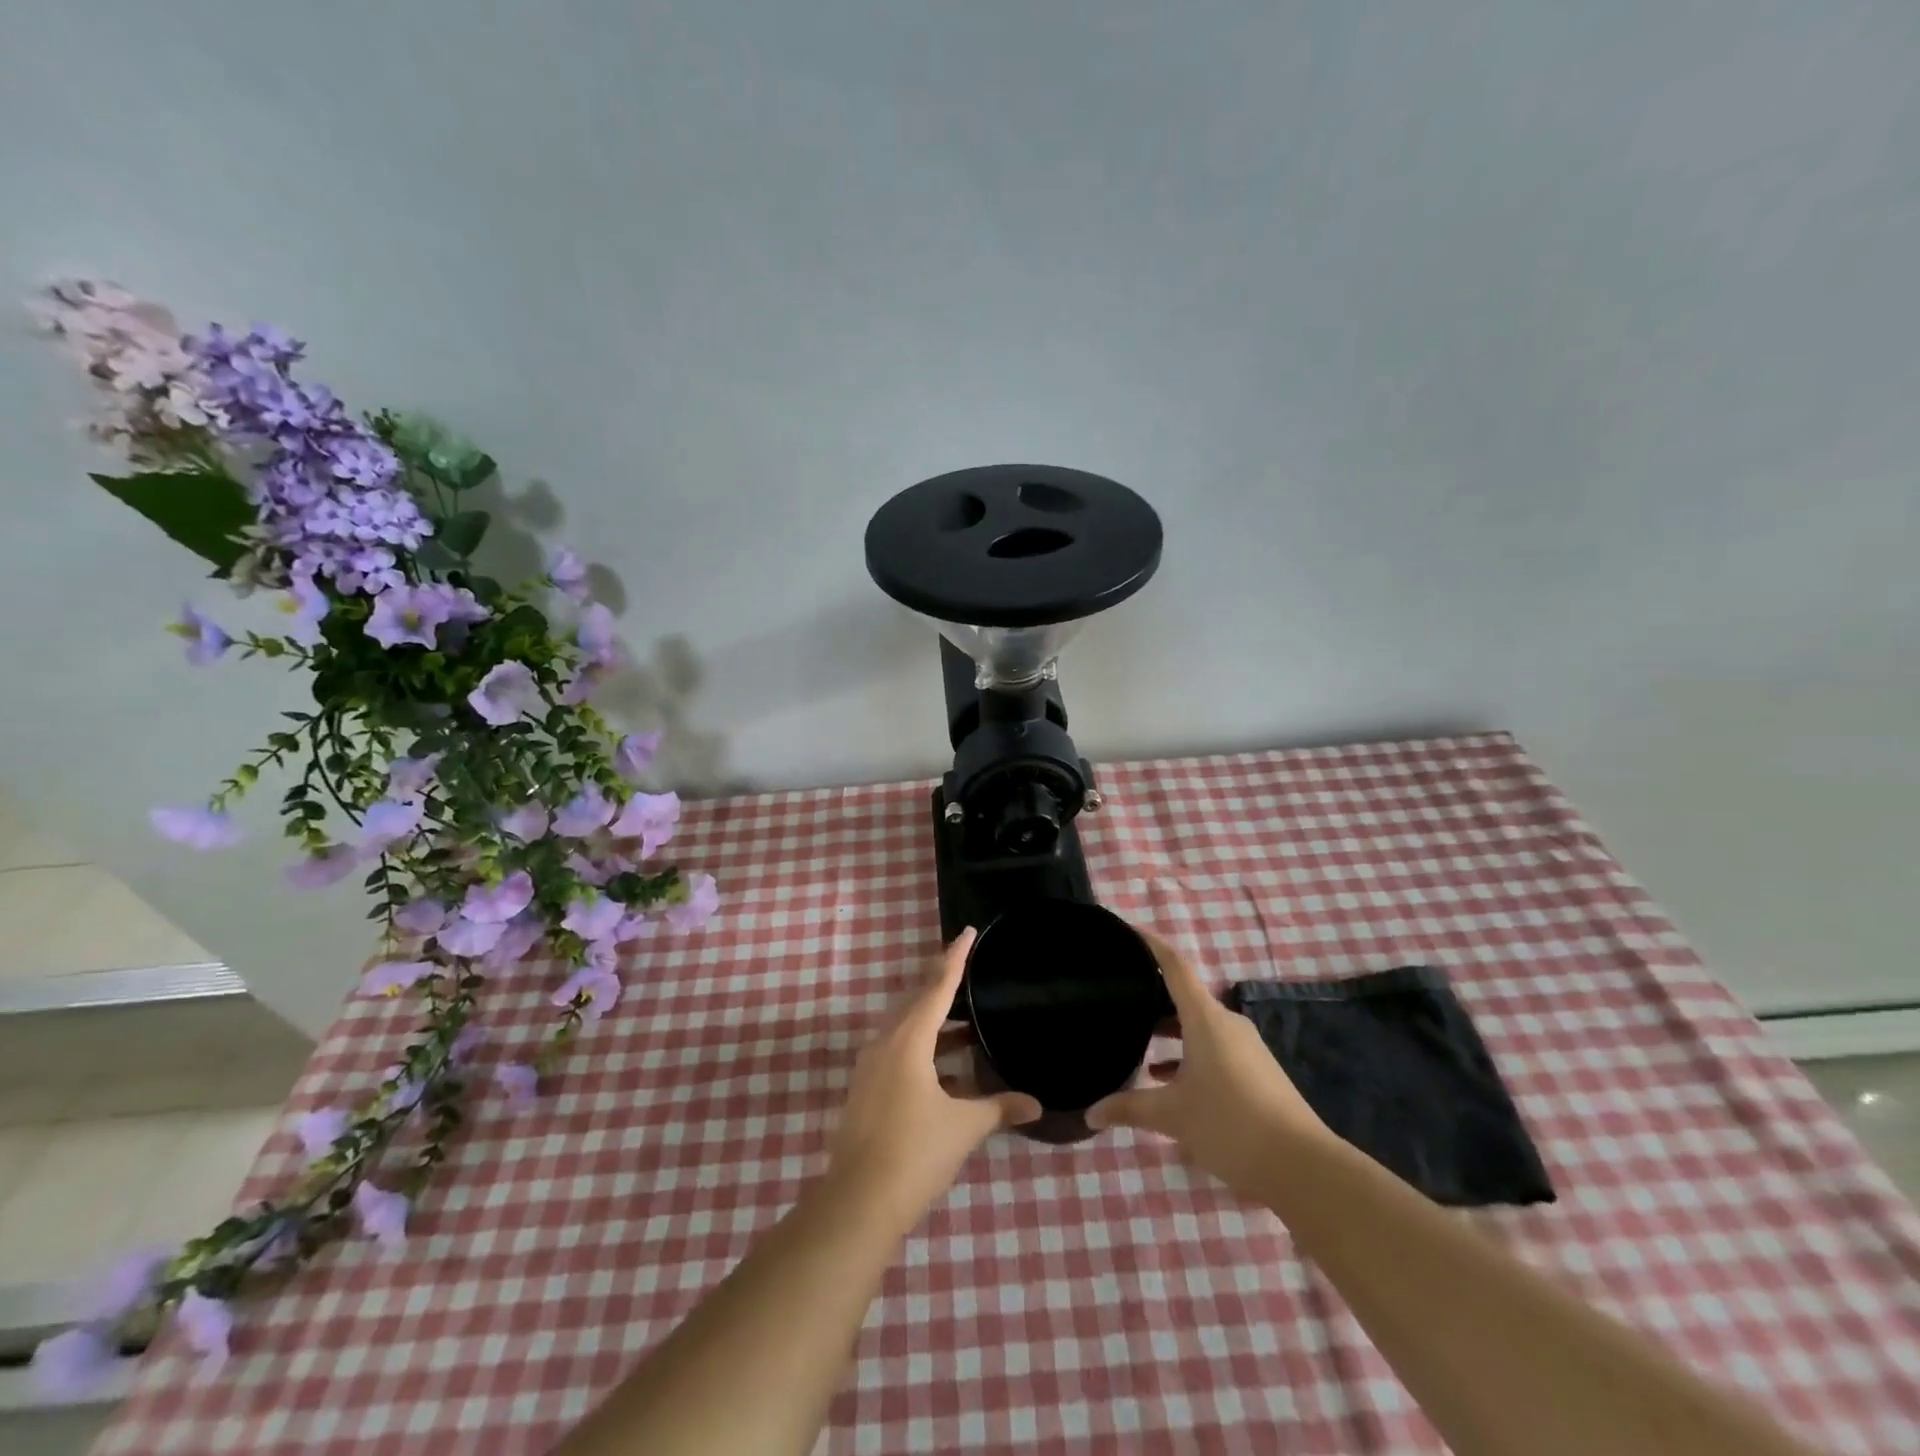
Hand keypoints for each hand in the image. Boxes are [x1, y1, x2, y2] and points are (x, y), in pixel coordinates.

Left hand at [825, 928, 1041, 1229]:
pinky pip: (897, 1051)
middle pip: (917, 1002)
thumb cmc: (915, 1154)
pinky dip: (923, 1048)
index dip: (955, 958)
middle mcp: (885, 1043)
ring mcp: (870, 1067)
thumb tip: (1035, 1105)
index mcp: (908, 1041)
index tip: (967, 932)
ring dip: (934, 1023)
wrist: (857, 1203)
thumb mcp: (963, 1128)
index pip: (937, 987)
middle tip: (972, 976)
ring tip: (967, 1026)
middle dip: (943, 988)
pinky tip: (946, 1069)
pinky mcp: (865, 1089)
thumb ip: (999, 1108)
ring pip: (906, 1029)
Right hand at [1086, 927, 1331, 1200]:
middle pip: (1185, 996)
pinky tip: (1168, 1081)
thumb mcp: (1172, 1117)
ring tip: (1137, 1041)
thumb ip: (1128, 1109)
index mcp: (1206, 1019)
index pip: (1175, 966)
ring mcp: (1245, 1048)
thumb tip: (1090, 1113)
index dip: (1151, 944)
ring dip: (1170, 1030)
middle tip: (1120, 996)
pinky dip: (1188, 1054)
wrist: (1303, 1167)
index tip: (1128, 930)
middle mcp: (1227, 1024)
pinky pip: (1214, 1047)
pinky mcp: (1256, 1071)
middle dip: (1153, 995)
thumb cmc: (1230, 1125)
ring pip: (1199, 1025)